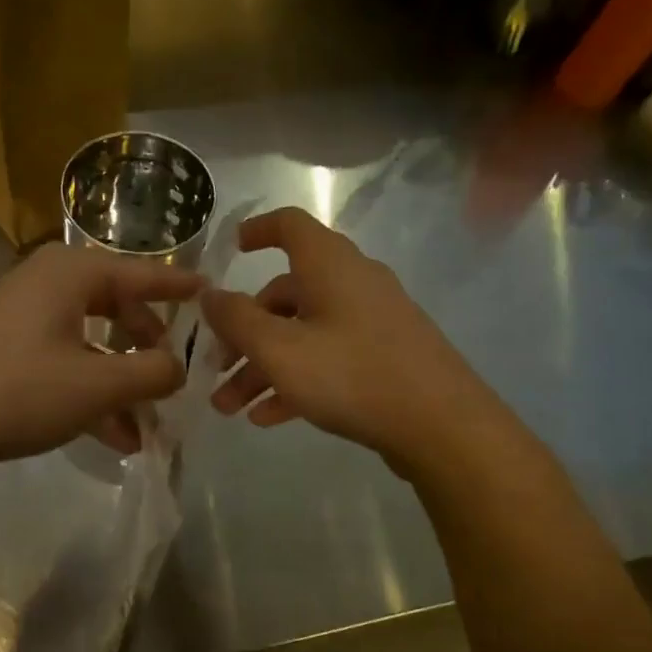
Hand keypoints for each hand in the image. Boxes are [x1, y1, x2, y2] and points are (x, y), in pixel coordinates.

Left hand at [0, 243, 200, 488]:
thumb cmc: (17, 391)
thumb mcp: (98, 385)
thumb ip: (153, 372)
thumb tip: (178, 367)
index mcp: (69, 273)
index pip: (142, 272)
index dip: (180, 287)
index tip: (213, 294)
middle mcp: (45, 285)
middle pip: (116, 307)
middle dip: (148, 348)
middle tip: (174, 377)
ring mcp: (20, 321)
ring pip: (90, 344)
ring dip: (121, 384)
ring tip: (150, 426)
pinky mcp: (3, 356)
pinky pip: (62, 367)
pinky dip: (90, 395)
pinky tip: (115, 438)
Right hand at [202, 208, 487, 472]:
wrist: (442, 426)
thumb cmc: (352, 375)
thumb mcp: (279, 349)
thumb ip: (236, 319)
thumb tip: (209, 293)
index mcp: (329, 265)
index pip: (289, 226)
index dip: (257, 231)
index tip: (230, 249)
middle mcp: (352, 283)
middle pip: (285, 295)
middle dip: (243, 333)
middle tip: (215, 369)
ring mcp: (371, 321)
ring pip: (303, 334)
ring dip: (262, 367)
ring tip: (231, 407)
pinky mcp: (384, 357)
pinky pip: (328, 358)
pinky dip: (295, 379)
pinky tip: (269, 417)